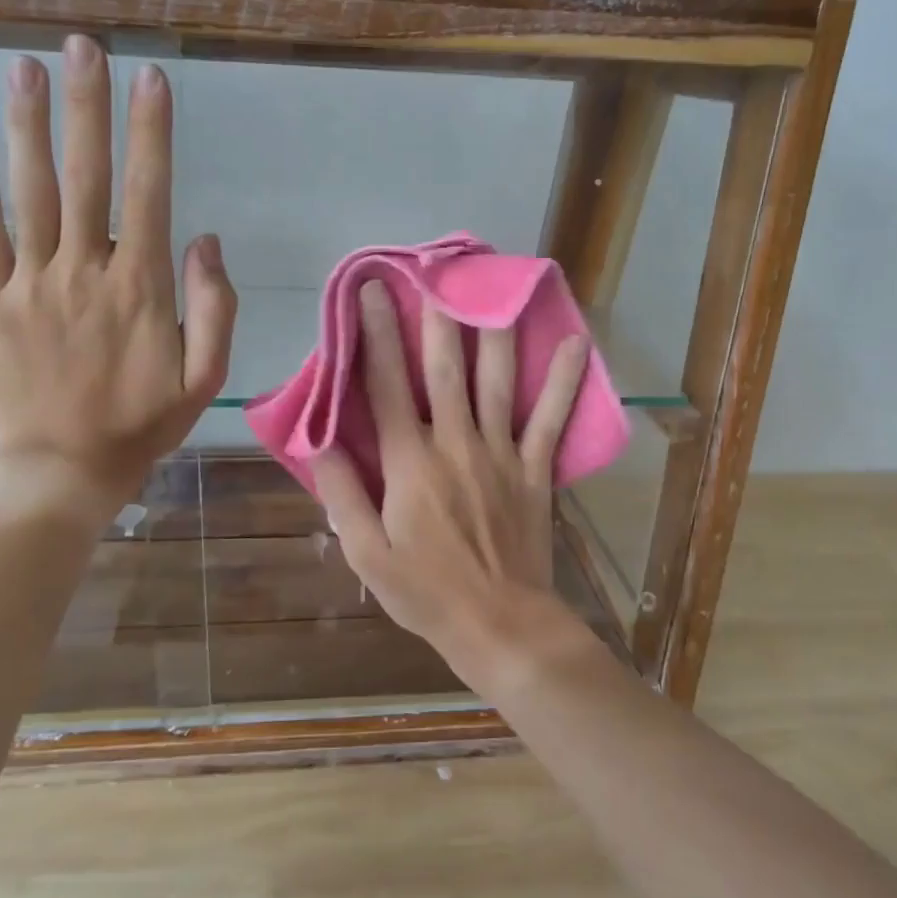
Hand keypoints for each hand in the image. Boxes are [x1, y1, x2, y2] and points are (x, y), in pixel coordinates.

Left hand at [0, 35, 236, 519]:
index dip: (151, 132)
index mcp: (141, 287)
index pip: (149, 191)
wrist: (63, 470)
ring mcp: (32, 282)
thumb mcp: (205, 379)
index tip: (151, 79)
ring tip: (25, 67)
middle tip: (83, 46)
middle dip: (87, 105)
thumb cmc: (142, 425)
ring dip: (28, 125)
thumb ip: (214, 308)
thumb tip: (204, 241)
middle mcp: (84, 270)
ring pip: (30, 191)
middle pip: (85, 174)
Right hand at [313, 280, 588, 690]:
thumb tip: (319, 441)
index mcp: (409, 463)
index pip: (386, 387)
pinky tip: (577, 344)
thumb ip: (341, 493)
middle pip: (444, 370)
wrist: (500, 625)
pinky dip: (564, 382)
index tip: (371, 293)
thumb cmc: (425, 592)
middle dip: (435, 317)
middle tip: (436, 272)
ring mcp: (500, 454)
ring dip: (494, 332)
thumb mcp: (366, 553)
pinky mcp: (533, 470)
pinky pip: (550, 419)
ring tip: (496, 288)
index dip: (376, 336)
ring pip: (496, 382)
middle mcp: (455, 444)